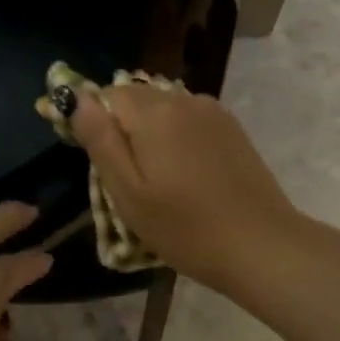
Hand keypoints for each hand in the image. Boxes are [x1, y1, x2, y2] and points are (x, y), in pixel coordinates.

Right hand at [70, 84, 300, 297]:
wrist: (261, 245)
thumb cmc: (185, 228)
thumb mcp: (128, 193)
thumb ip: (100, 140)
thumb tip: (78, 97)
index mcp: (152, 113)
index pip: (106, 95)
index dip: (95, 122)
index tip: (100, 160)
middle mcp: (182, 100)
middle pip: (136, 97)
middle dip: (124, 126)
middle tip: (128, 177)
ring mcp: (212, 111)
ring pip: (163, 107)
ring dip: (151, 131)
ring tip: (159, 178)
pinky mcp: (231, 127)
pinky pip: (189, 118)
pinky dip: (177, 135)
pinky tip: (186, 172)